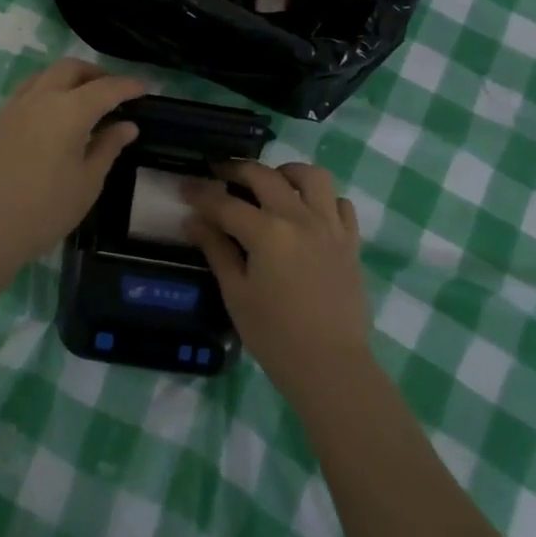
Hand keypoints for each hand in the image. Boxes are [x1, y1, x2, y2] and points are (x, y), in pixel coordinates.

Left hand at [0, 59, 144, 272]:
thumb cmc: (44, 210)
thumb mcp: (87, 182)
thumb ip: (108, 147)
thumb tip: (126, 126)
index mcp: (69, 110)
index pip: (106, 88)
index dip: (128, 85)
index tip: (144, 88)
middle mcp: (39, 98)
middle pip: (70, 68)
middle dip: (95, 73)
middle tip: (111, 90)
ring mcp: (11, 107)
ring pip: (42, 76)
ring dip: (65, 80)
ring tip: (78, 100)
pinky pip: (22, 96)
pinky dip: (42, 96)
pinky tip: (46, 121)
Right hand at [184, 162, 369, 397]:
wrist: (331, 366)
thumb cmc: (274, 335)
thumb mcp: (236, 293)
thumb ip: (216, 249)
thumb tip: (193, 220)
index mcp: (267, 232)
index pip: (225, 203)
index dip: (200, 193)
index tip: (185, 186)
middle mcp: (299, 218)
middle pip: (264, 176)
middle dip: (236, 170)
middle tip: (219, 175)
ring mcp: (330, 226)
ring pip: (311, 176)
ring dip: (286, 172)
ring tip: (272, 182)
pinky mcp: (351, 241)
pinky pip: (340, 203)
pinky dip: (323, 199)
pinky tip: (308, 211)